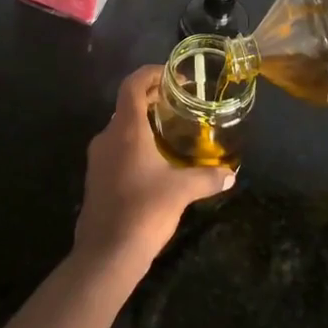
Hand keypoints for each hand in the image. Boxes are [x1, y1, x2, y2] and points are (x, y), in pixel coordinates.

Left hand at [74, 65, 235, 271]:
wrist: (106, 254)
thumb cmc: (144, 210)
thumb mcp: (181, 191)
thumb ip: (207, 178)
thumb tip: (231, 174)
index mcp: (126, 129)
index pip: (133, 85)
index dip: (151, 73)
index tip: (174, 77)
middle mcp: (108, 136)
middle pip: (127, 104)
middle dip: (152, 98)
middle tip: (178, 103)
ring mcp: (98, 158)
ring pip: (120, 128)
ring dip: (142, 123)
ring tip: (169, 132)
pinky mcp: (95, 178)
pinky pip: (115, 149)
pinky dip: (133, 144)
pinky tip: (154, 163)